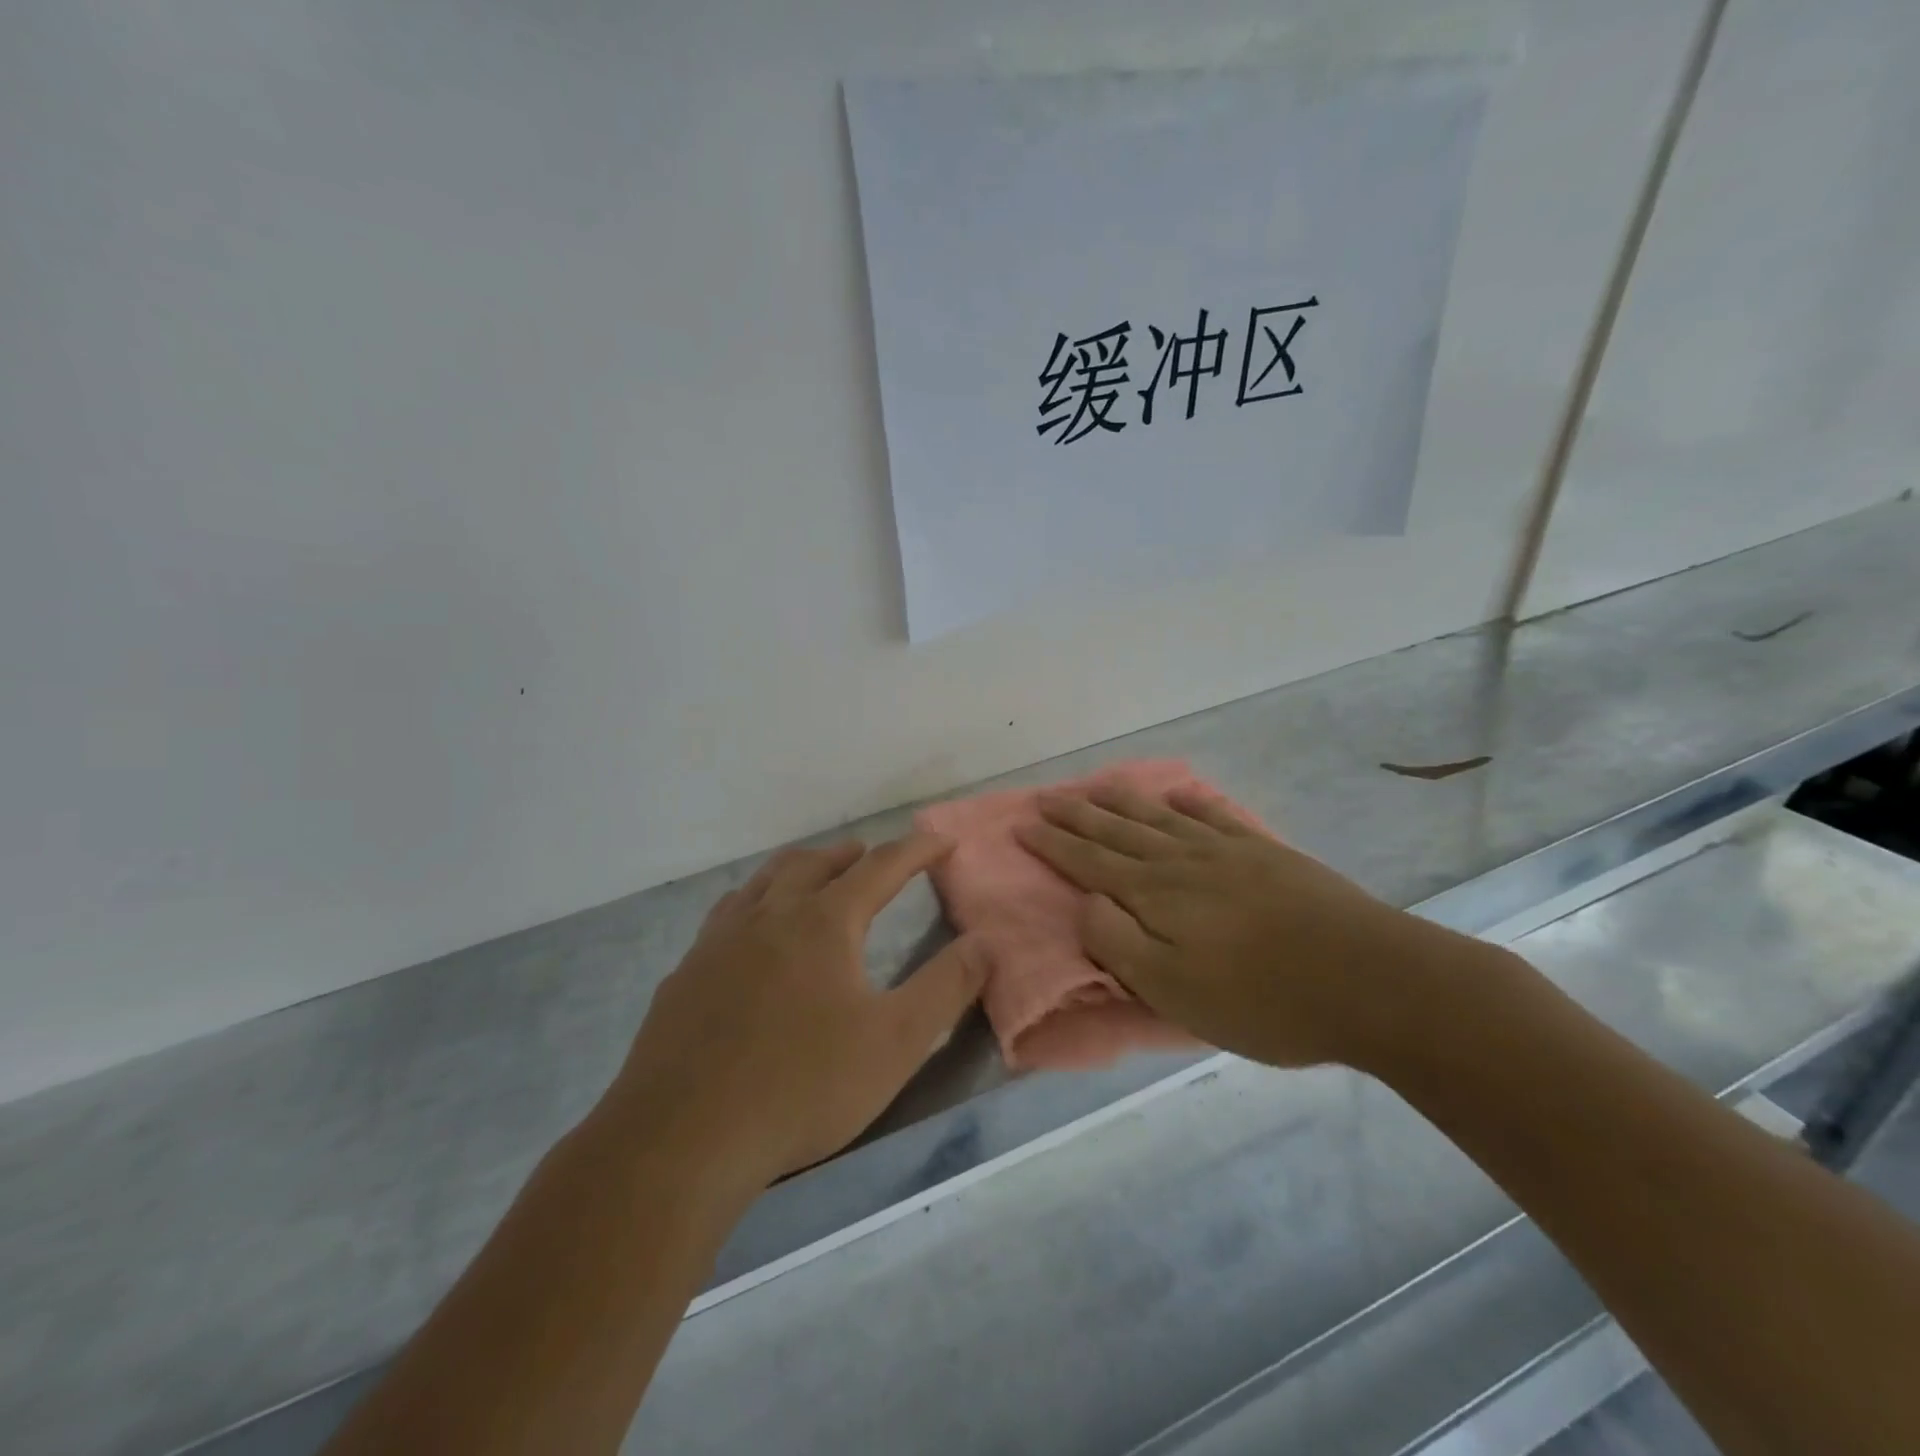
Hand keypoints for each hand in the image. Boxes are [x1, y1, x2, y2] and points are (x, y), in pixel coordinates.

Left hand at [608, 834, 984, 1186]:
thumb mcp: (894, 1041)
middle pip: (814, 863)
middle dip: (850, 854)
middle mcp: (769, 915)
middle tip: (871, 855)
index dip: (916, 850)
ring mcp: (719, 941)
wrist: (682, 1138)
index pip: (880, 868)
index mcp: (823, 922)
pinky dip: (753, 902)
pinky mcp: (685, 973)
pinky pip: (726, 914)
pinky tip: (748, 931)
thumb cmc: (803, 1086)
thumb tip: (984, 942)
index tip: (941, 840)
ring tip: (812, 875)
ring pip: (763, 881)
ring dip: (797, 868)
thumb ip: (946, 987)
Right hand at [1016, 783, 1495, 1070]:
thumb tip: (1085, 902)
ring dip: (1121, 801)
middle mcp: (1181, 862)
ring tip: (1094, 786)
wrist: (1370, 980)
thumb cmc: (1263, 1000)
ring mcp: (1226, 852)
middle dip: (1076, 815)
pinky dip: (1187, 803)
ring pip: (1158, 817)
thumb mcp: (1174, 991)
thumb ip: (1117, 943)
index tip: (1022, 824)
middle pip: (1116, 831)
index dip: (1052, 844)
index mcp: (1154, 895)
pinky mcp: (1264, 854)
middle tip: (1045, 798)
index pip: (1088, 862)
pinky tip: (1176, 797)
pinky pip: (1212, 816)